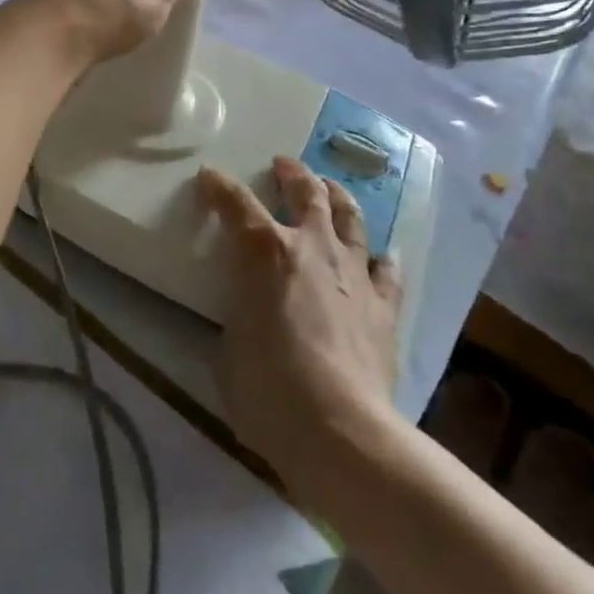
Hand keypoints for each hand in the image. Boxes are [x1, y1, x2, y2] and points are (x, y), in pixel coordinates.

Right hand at [197, 157, 402, 503]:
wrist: (340, 428)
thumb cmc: (268, 387)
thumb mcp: (231, 340)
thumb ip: (240, 308)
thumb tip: (249, 307)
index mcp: (265, 252)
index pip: (236, 202)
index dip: (218, 186)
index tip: (206, 178)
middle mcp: (312, 248)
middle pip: (306, 194)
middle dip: (292, 174)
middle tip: (284, 165)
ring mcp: (354, 274)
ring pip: (350, 219)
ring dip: (338, 198)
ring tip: (331, 188)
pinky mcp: (384, 306)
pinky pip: (387, 270)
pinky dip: (380, 257)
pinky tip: (381, 253)